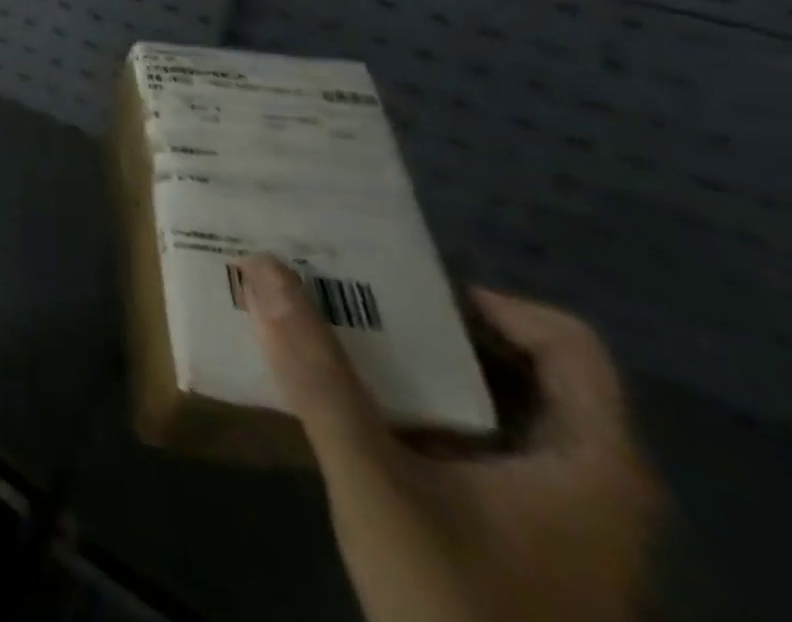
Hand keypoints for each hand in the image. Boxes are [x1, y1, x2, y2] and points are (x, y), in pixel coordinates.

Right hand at [239, 257, 661, 621]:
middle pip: (519, 365)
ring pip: (490, 404)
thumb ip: (320, 377)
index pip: (564, 340)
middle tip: (348, 293)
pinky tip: (351, 409)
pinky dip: (415, 410)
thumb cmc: (456, 607)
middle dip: (428, 323)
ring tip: (337, 336)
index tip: (397, 286)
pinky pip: (470, 444)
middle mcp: (586, 479)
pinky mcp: (514, 537)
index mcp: (592, 462)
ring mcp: (552, 514)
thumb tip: (263, 266)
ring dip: (413, 364)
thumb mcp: (377, 484)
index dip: (483, 299)